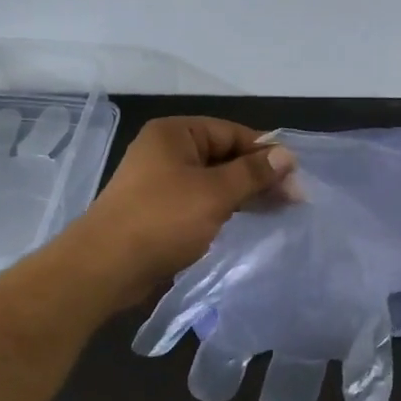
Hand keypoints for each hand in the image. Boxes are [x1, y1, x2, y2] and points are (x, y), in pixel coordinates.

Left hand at [70, 116, 295, 306]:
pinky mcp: (159, 211)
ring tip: (279, 211)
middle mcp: (167, 151)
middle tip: (294, 199)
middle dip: (258, 176)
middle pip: (224, 156)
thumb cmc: (162, 220)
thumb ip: (253, 173)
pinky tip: (247, 222)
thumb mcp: (215, 193)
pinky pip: (200, 202)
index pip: (232, 132)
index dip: (266, 152)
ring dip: (245, 194)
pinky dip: (224, 209)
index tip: (296, 176)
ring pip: (214, 181)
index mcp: (175, 133)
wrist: (104, 268)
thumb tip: (287, 155)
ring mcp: (161, 182)